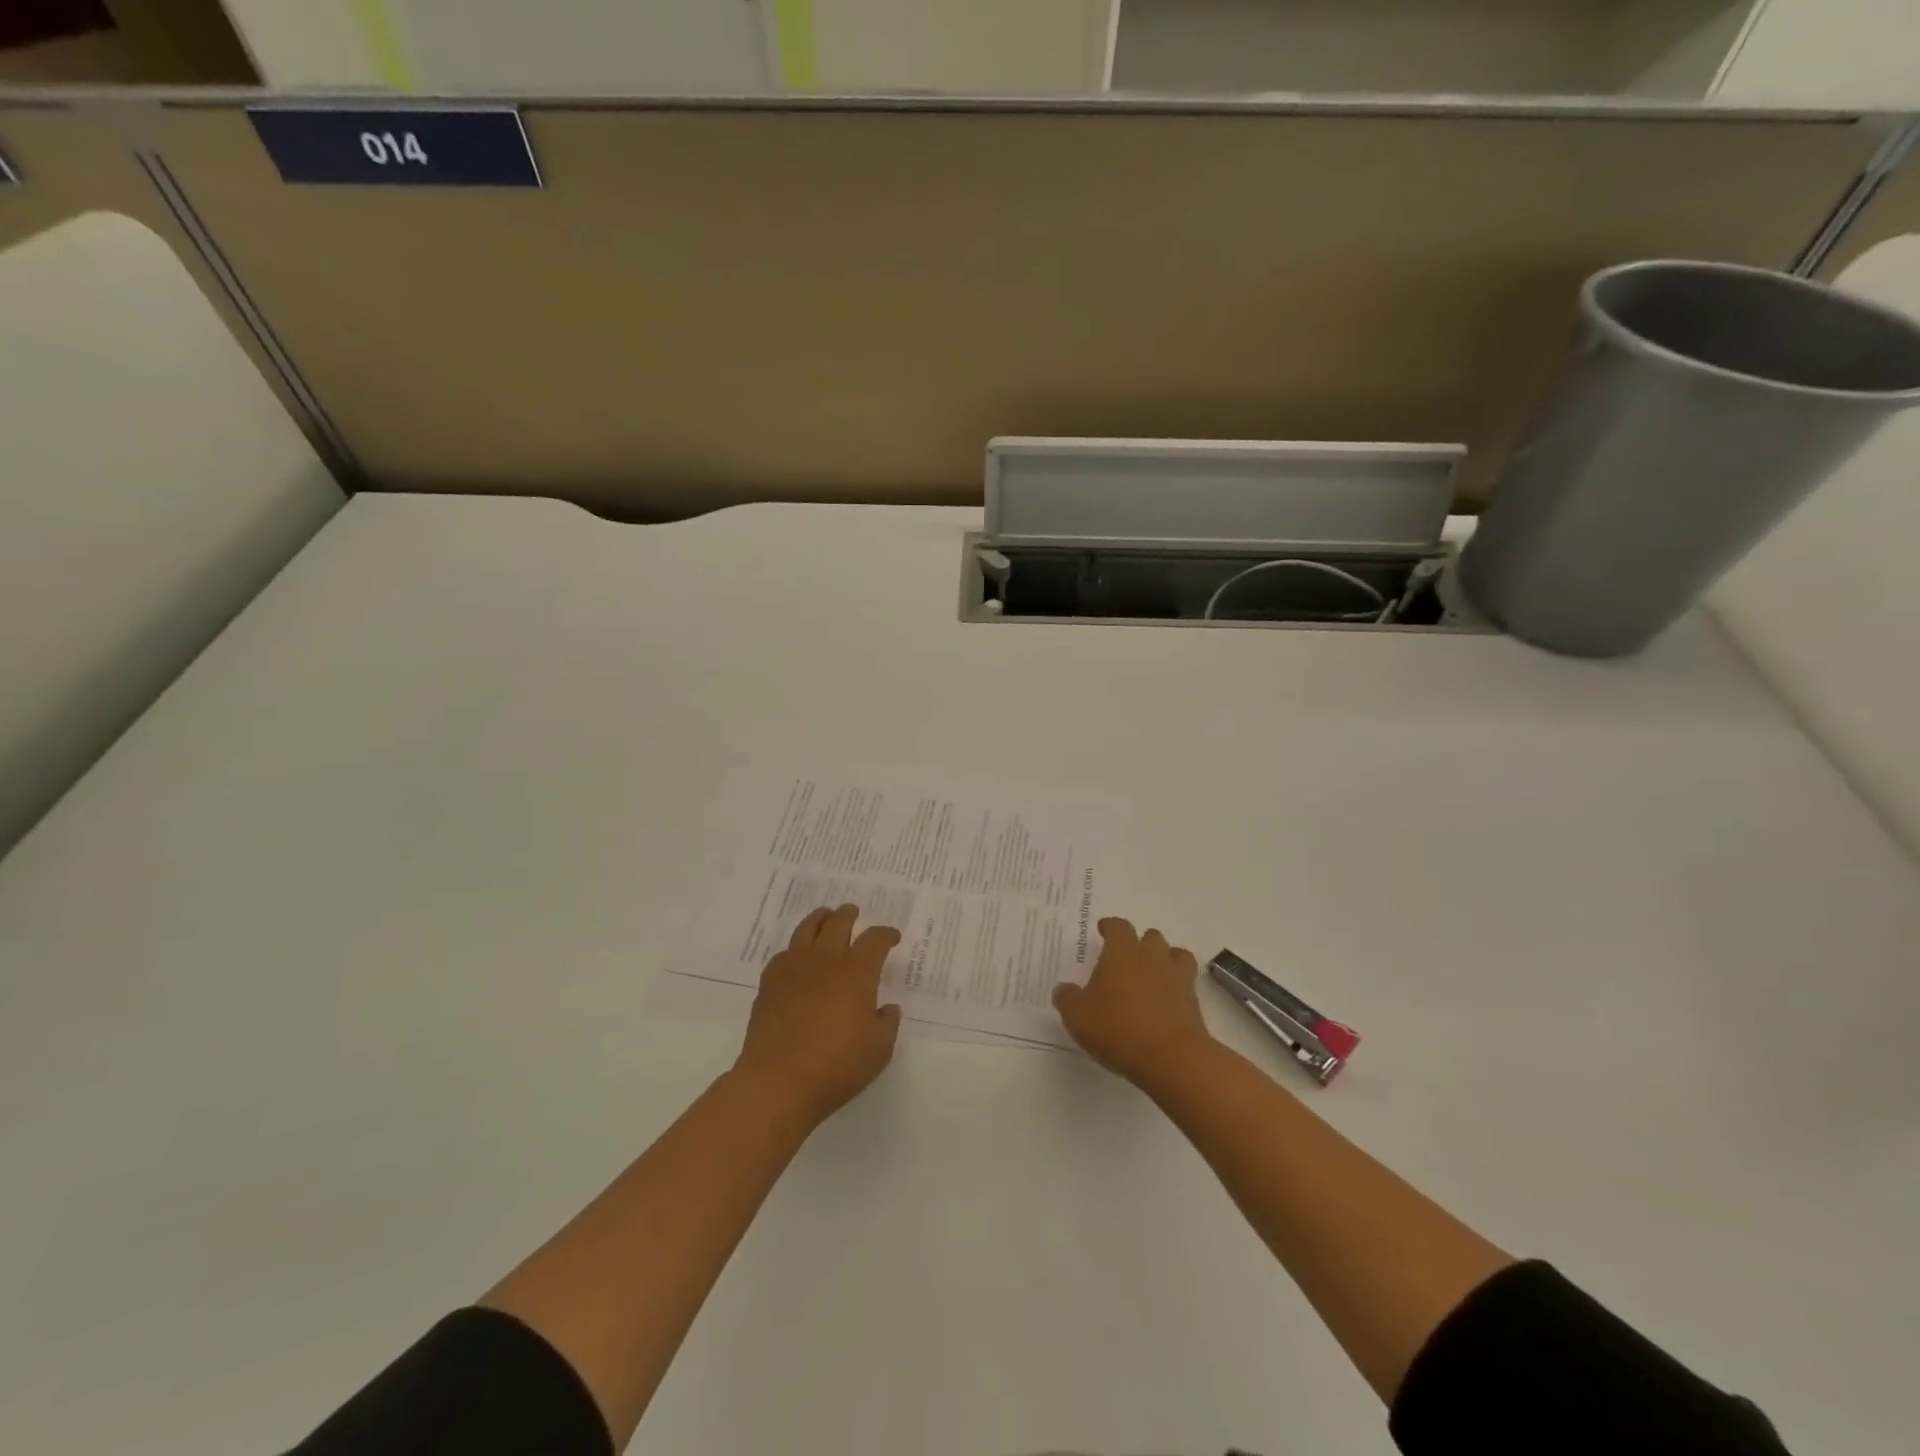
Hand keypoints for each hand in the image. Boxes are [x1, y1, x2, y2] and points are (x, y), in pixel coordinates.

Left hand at [734, 905, 902, 1124]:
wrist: (778, 1081)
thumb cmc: (837, 1065)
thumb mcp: (879, 1050)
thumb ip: (887, 1023)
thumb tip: (887, 1008)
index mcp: (857, 971)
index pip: (875, 939)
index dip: (886, 934)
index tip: (892, 937)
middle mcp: (826, 959)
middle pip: (839, 922)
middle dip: (850, 914)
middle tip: (854, 913)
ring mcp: (794, 967)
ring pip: (807, 928)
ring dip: (821, 918)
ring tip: (825, 917)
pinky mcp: (769, 982)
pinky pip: (784, 952)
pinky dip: (796, 948)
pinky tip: (798, 958)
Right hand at [1053, 917, 1213, 1084]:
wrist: (1171, 1057)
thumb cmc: (1117, 1028)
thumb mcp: (1078, 1016)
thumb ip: (1067, 998)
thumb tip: (1064, 989)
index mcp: (1121, 952)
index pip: (1118, 926)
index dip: (1110, 926)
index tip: (1103, 930)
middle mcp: (1151, 956)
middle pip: (1150, 936)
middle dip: (1139, 943)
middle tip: (1126, 958)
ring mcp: (1176, 977)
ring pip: (1175, 954)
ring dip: (1164, 959)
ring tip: (1153, 974)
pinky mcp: (1193, 1001)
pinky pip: (1186, 983)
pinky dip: (1177, 986)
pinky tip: (1166, 1000)